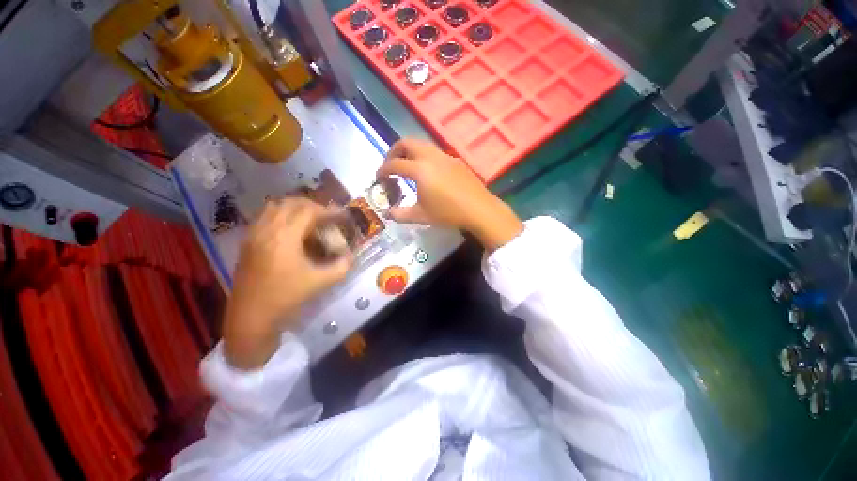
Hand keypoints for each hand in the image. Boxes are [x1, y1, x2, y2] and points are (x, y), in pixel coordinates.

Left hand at [223, 198, 351, 368]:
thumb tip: (351, 256)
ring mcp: (253, 235)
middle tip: (326, 216)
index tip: (341, 215)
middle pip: (289, 203)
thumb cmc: (286, 297)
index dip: (327, 210)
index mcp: (285, 237)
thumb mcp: (320, 282)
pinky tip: (289, 231)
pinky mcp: (247, 243)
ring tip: (308, 219)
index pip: (308, 211)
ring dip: (293, 208)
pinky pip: (263, 218)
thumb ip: (341, 267)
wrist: (251, 317)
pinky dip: (279, 216)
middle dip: (311, 205)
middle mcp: (267, 230)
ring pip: (273, 207)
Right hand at [377, 138, 522, 250]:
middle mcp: (431, 157)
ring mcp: (445, 156)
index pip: (394, 164)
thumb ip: (401, 214)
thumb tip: (388, 214)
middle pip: (407, 142)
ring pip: (422, 144)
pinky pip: (435, 152)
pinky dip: (424, 156)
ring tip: (408, 167)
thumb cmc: (448, 213)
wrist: (479, 209)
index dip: (383, 169)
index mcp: (420, 169)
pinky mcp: (456, 160)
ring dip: (410, 152)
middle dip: (394, 151)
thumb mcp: (421, 216)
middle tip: (391, 164)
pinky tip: (429, 173)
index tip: (378, 177)